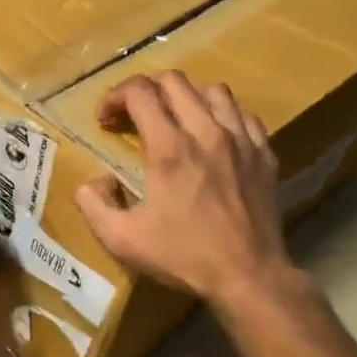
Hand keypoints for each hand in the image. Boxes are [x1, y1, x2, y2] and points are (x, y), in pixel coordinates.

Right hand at [74, 72, 298, 310]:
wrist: (248, 276)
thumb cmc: (182, 256)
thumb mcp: (121, 239)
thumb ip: (93, 204)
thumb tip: (91, 181)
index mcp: (169, 149)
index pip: (140, 92)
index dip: (114, 97)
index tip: (105, 119)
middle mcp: (207, 132)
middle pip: (175, 81)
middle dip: (146, 91)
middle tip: (133, 117)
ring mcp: (241, 140)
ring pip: (213, 90)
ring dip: (186, 96)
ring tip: (174, 119)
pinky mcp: (264, 153)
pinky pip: (243, 114)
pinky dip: (222, 114)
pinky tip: (213, 135)